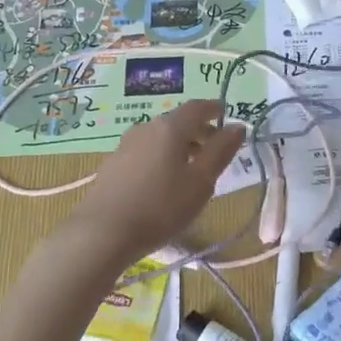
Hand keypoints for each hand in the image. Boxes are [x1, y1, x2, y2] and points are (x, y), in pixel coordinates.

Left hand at [64, 100, 244, 264]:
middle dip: (199, 131)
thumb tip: (238, 126)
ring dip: (179, 146)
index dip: (214, 109)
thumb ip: (221, 151)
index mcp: (170, 128)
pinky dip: (161, 157)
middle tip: (215, 149)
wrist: (102, 233)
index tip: (226, 114)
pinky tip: (163, 182)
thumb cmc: (161, 207)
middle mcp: (146, 128)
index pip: (197, 107)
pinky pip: (145, 152)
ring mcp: (125, 146)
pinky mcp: (112, 165)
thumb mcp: (201, 182)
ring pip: (160, 138)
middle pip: (177, 122)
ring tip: (191, 170)